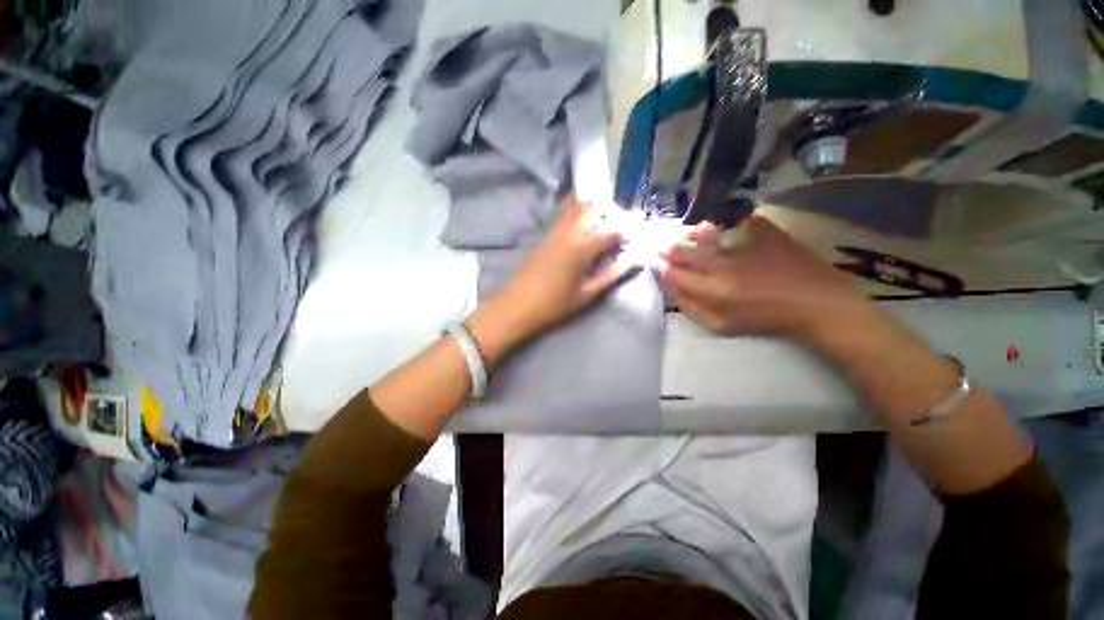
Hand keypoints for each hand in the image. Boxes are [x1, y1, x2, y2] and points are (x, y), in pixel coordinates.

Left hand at [497, 195, 639, 337]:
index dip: (627, 231)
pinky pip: (564, 212)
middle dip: (612, 211)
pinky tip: (583, 219)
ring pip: (577, 205)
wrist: (517, 305)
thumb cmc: (554, 305)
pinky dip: (577, 208)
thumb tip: (636, 260)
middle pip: (594, 207)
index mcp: (581, 248)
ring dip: (594, 206)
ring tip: (604, 220)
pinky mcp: (545, 234)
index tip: (636, 235)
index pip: (611, 230)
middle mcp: (569, 232)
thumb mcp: (587, 294)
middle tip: (620, 226)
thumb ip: (612, 274)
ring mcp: (554, 230)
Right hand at [657, 216, 873, 339]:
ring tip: (680, 235)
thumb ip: (690, 306)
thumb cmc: (764, 319)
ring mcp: (744, 244)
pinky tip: (719, 228)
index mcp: (712, 290)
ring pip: (702, 233)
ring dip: (686, 234)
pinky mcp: (763, 231)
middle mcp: (723, 264)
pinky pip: (735, 221)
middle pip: (682, 250)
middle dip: (664, 246)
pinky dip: (723, 223)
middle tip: (657, 244)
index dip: (658, 265)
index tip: (651, 260)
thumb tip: (668, 285)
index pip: (672, 273)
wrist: (815, 303)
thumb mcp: (721, 325)